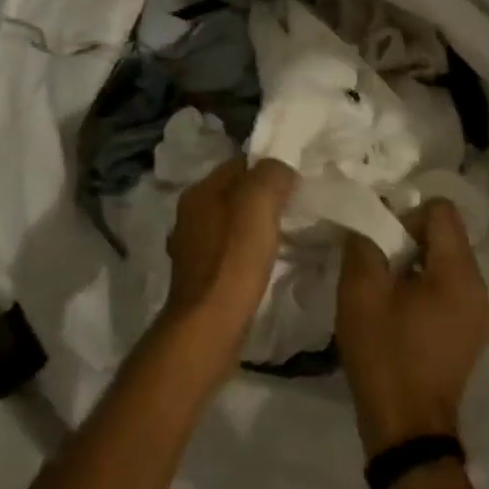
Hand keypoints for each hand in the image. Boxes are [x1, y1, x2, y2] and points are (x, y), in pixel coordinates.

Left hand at [166, 157, 296, 339]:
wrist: (209, 324)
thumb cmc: (234, 259)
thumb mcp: (259, 203)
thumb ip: (271, 174)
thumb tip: (281, 168)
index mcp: (199, 192)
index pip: (238, 164)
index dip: (269, 167)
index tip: (297, 178)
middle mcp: (190, 214)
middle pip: (234, 193)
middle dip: (263, 196)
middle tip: (297, 204)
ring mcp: (193, 247)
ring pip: (231, 222)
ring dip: (256, 224)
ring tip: (286, 231)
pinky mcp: (201, 276)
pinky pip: (230, 250)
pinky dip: (248, 250)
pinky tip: (265, 260)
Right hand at [337, 200, 488, 456]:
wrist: (406, 428)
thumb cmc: (385, 353)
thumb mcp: (361, 291)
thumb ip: (364, 243)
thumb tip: (369, 221)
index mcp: (460, 273)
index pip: (441, 210)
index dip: (406, 216)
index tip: (382, 246)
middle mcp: (480, 287)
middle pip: (446, 236)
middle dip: (408, 242)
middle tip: (378, 269)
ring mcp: (479, 313)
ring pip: (445, 263)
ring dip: (414, 267)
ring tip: (386, 294)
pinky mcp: (470, 334)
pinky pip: (448, 290)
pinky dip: (424, 290)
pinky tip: (399, 316)